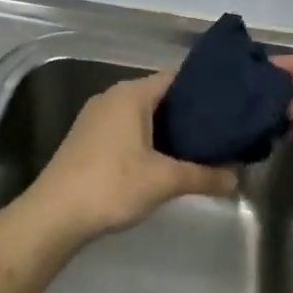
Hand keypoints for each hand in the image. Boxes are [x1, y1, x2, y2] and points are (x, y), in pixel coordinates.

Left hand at [27, 71, 237, 244]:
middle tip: (219, 132)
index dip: (202, 90)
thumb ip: (203, 176)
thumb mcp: (164, 181)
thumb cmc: (112, 185)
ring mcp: (96, 117)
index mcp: (131, 94)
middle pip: (159, 96)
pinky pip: (126, 128)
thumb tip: (237, 179)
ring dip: (166, 130)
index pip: (175, 78)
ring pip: (141, 114)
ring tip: (197, 149)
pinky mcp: (87, 138)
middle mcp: (112, 96)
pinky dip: (146, 139)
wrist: (54, 214)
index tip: (227, 106)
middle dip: (187, 114)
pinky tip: (162, 162)